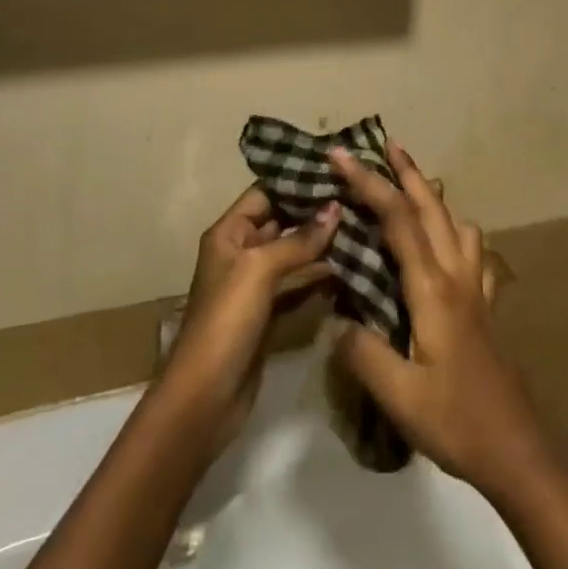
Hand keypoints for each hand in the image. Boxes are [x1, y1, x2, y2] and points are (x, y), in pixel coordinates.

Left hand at [157, 187, 338, 454]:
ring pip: (294, 254)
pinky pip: (298, 285)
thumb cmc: (226, 320)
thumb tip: (336, 207)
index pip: (265, 192)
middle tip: (358, 196)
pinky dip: (320, 278)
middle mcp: (241, 252)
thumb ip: (299, 239)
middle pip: (282, 221)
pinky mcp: (269, 314)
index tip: (336, 170)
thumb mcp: (260, 270)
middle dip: (316, 211)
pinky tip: (351, 268)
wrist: (204, 399)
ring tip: (362, 225)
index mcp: (229, 233)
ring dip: (323, 244)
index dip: (296, 181)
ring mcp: (255, 285)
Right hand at [327, 143, 553, 501]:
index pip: (397, 220)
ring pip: (457, 224)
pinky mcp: (486, 307)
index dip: (369, 183)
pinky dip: (458, 234)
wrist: (516, 450)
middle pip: (431, 208)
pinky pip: (474, 253)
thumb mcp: (400, 396)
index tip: (341, 156)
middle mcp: (457, 276)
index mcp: (432, 288)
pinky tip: (449, 247)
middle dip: (406, 173)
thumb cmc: (456, 421)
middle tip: (385, 144)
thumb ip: (364, 353)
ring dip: (433, 199)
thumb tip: (339, 321)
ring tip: (412, 192)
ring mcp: (476, 289)